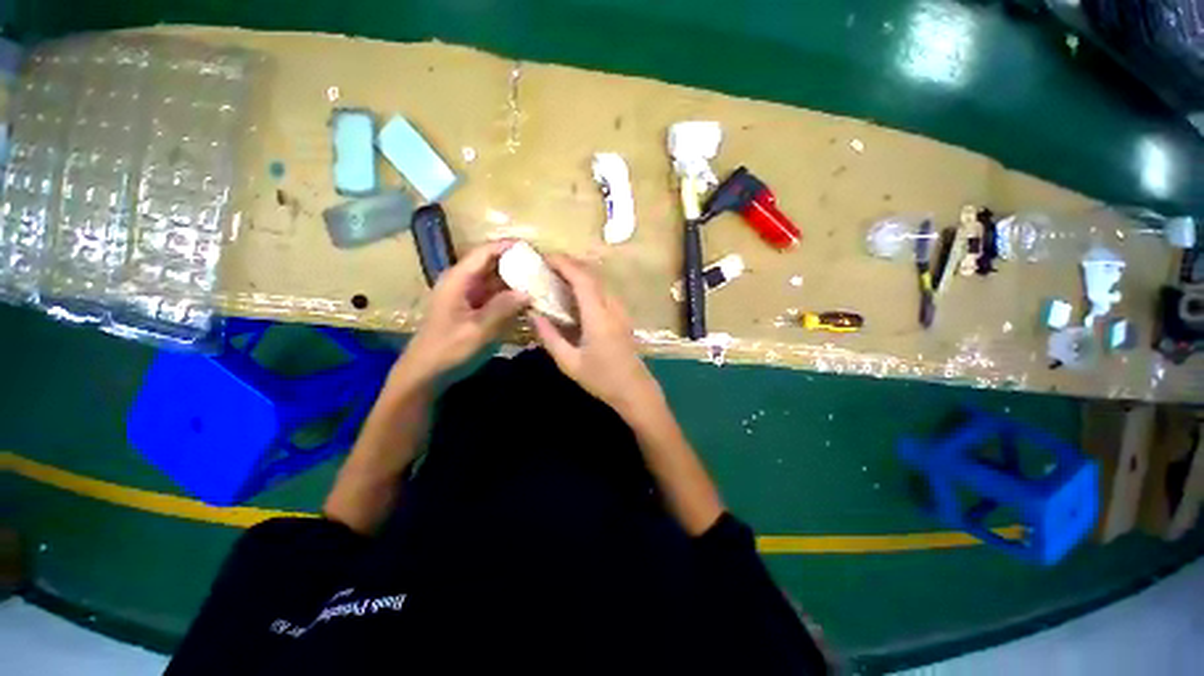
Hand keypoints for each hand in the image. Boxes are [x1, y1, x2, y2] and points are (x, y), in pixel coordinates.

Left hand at [400, 240, 528, 380]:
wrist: (426, 373)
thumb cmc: (449, 350)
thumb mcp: (479, 330)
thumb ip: (503, 308)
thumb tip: (528, 292)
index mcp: (458, 280)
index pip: (485, 252)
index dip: (508, 246)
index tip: (534, 248)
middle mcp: (462, 282)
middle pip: (492, 263)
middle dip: (516, 263)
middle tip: (543, 268)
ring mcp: (467, 295)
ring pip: (495, 279)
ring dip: (515, 280)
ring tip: (540, 281)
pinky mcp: (472, 307)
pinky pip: (494, 294)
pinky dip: (510, 295)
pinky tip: (527, 300)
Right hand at [531, 254, 662, 416]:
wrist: (634, 390)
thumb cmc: (601, 379)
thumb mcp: (569, 363)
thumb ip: (549, 337)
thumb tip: (532, 314)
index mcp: (598, 317)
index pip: (583, 279)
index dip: (564, 264)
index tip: (544, 258)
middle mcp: (612, 307)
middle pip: (592, 274)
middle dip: (569, 264)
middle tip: (545, 266)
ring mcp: (620, 310)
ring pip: (599, 281)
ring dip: (578, 273)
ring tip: (556, 276)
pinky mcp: (622, 315)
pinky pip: (603, 291)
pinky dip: (587, 284)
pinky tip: (574, 294)